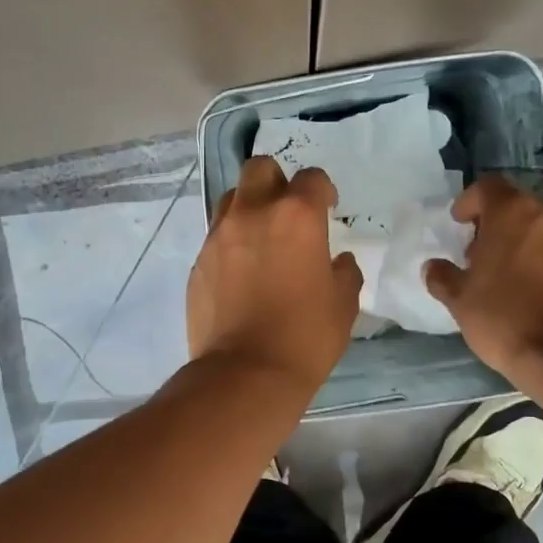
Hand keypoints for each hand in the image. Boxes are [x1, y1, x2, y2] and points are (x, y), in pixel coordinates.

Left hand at [188, 157, 362, 393]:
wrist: (245, 373)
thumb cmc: (305, 336)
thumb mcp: (343, 304)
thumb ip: (344, 272)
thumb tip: (337, 262)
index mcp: (296, 216)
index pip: (312, 178)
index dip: (323, 191)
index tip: (328, 209)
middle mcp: (253, 213)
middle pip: (260, 169)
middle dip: (277, 181)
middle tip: (288, 213)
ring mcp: (219, 236)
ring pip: (232, 199)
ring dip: (249, 208)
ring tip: (261, 240)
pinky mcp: (198, 262)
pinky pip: (216, 236)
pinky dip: (231, 243)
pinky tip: (241, 274)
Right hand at [424, 176, 542, 378]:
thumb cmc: (507, 319)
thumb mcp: (461, 302)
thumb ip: (444, 278)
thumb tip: (433, 267)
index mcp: (514, 212)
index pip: (488, 187)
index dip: (470, 202)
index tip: (460, 223)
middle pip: (521, 208)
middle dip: (501, 228)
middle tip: (486, 258)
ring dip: (531, 245)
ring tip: (517, 279)